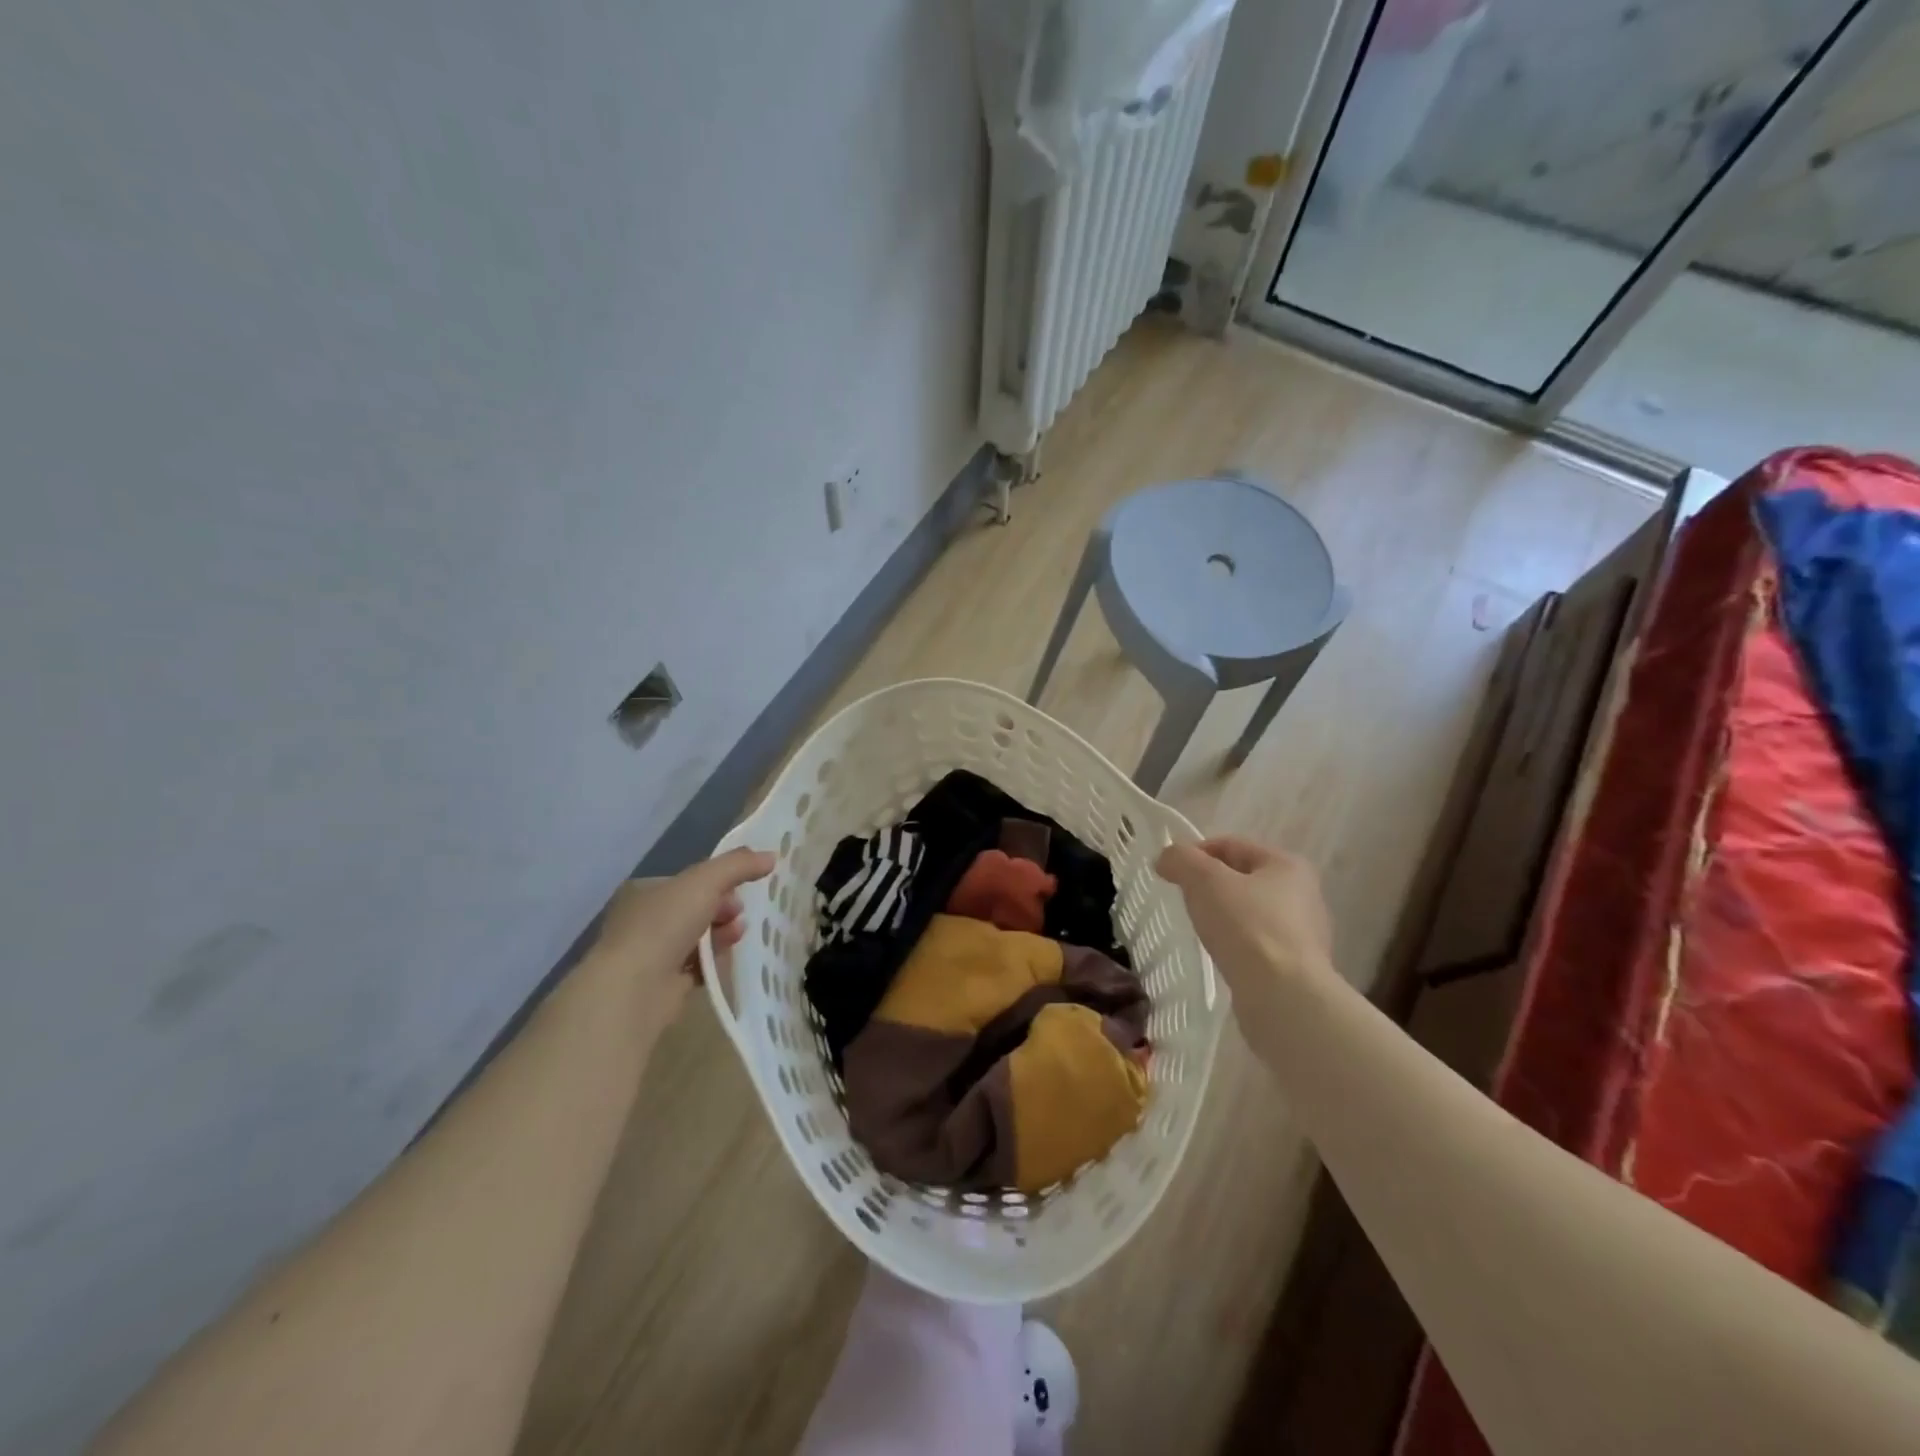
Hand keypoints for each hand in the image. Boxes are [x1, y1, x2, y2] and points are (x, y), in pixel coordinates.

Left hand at [581, 847, 775, 1027]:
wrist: (634, 989)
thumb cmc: (664, 925)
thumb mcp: (705, 881)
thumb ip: (738, 865)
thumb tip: (771, 856)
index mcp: (645, 891)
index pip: (690, 881)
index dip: (719, 882)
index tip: (741, 888)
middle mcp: (644, 920)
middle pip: (696, 909)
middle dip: (723, 909)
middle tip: (739, 913)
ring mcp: (651, 954)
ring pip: (697, 938)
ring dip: (722, 935)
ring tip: (737, 936)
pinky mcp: (662, 985)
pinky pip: (696, 967)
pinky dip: (712, 963)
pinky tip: (725, 962)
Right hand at [1155, 837, 1334, 1065]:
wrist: (1282, 997)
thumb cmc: (1246, 926)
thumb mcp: (1204, 880)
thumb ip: (1180, 859)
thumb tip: (1166, 859)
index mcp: (1287, 865)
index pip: (1231, 845)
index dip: (1195, 852)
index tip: (1170, 872)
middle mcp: (1303, 894)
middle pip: (1241, 877)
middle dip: (1209, 884)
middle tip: (1183, 900)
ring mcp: (1303, 933)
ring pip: (1249, 911)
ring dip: (1222, 914)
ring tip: (1200, 929)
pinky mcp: (1296, 966)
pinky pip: (1256, 942)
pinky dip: (1235, 942)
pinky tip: (1221, 954)